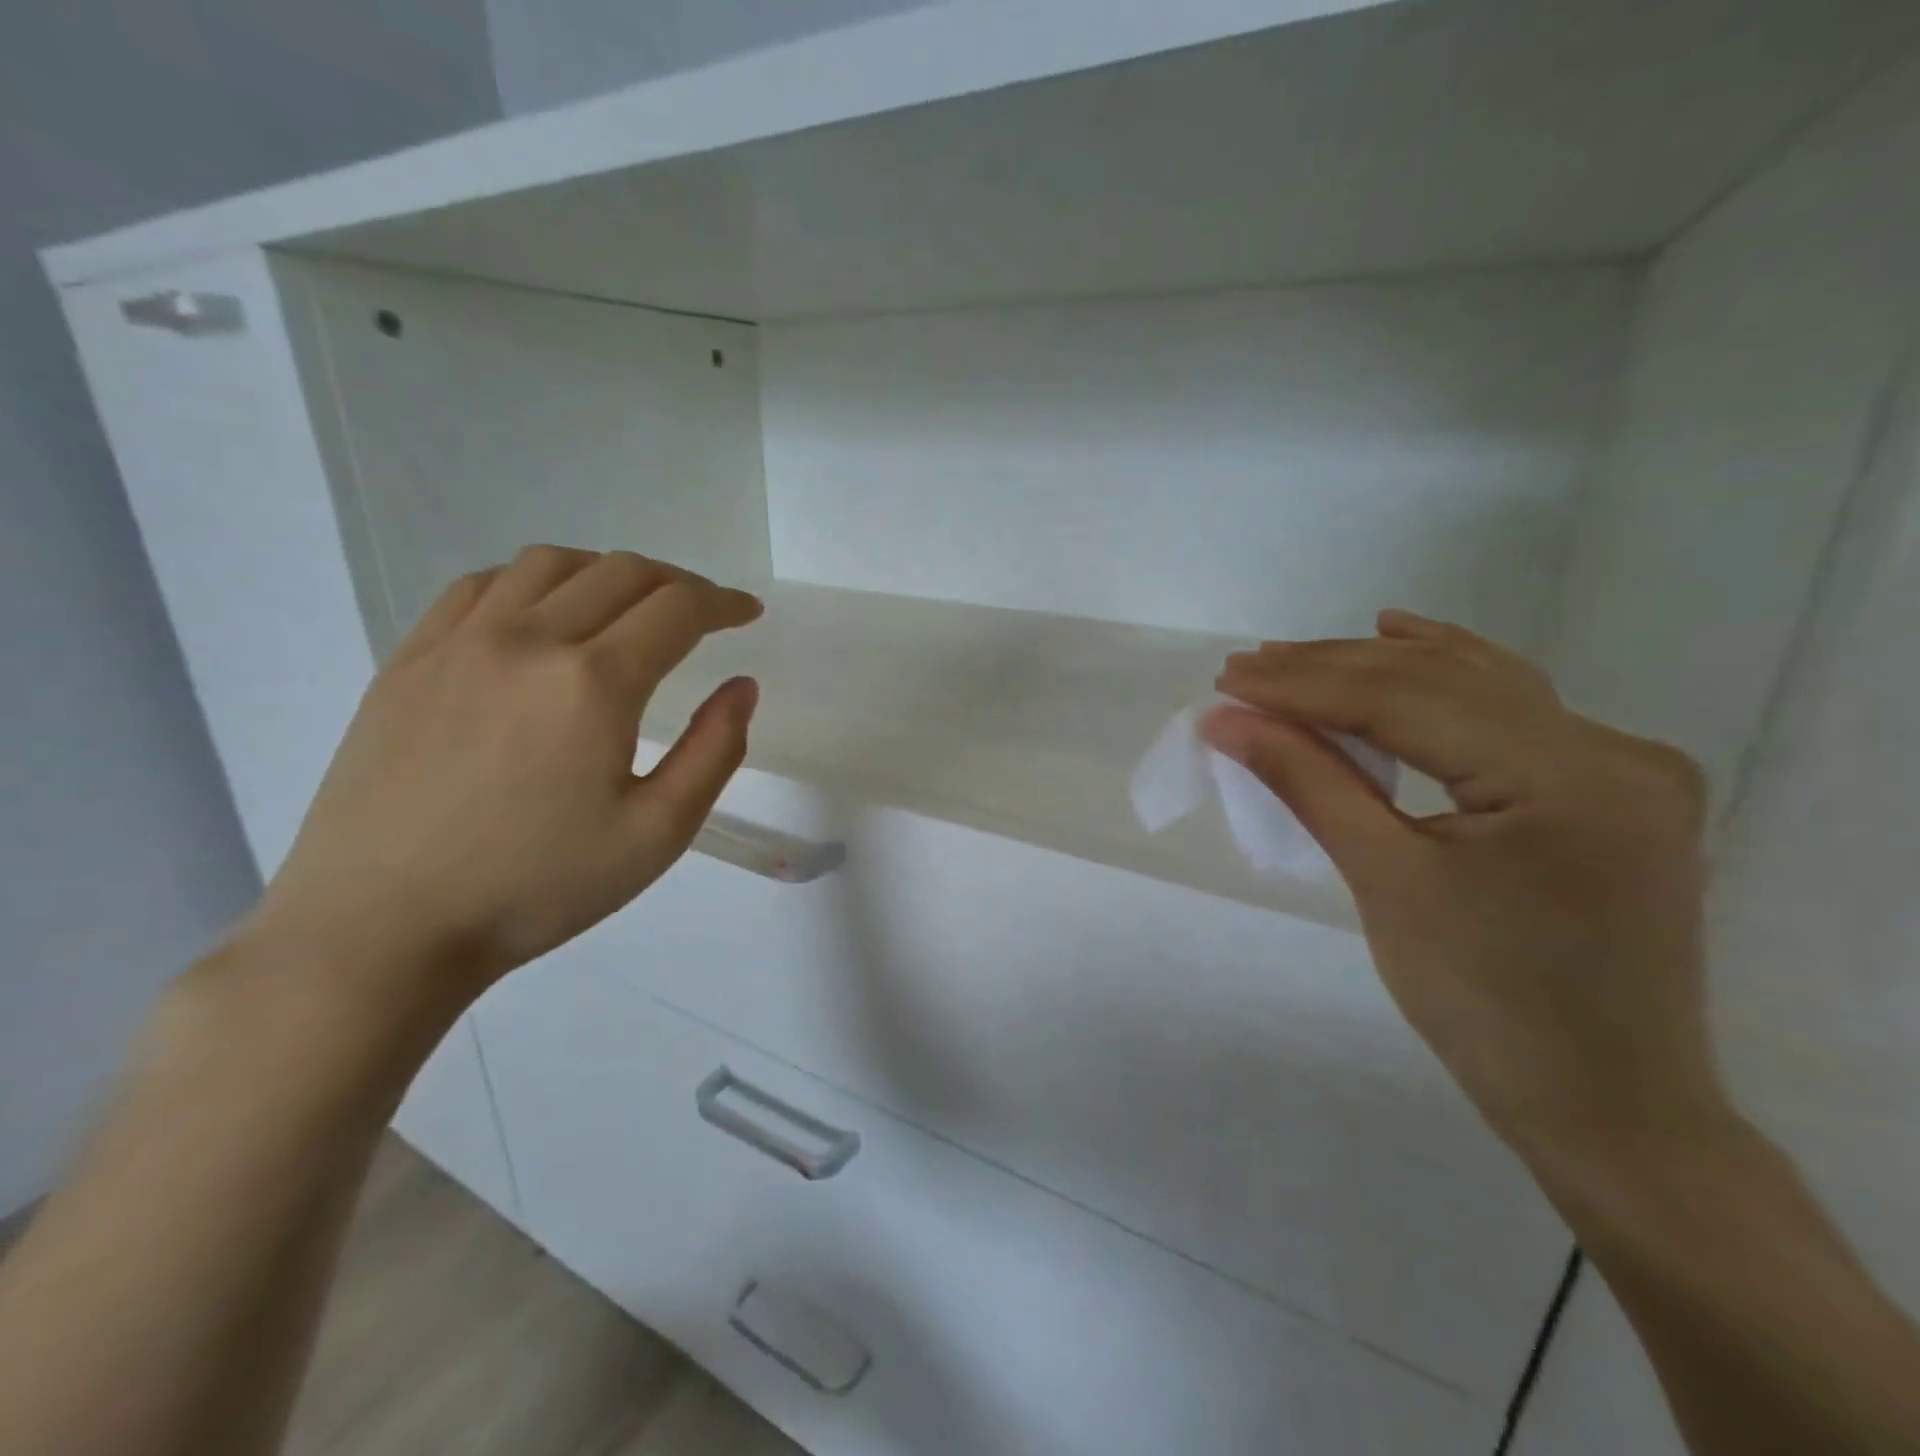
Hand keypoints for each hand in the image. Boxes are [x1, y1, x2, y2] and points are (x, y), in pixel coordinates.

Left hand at [243, 545, 760, 999]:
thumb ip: (714, 752)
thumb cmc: (536, 887)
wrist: (382, 927)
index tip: (746, 614)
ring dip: (608, 572)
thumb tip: (742, 686)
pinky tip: (544, 613)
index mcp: (594, 683)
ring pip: (550, 564)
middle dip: (678, 583)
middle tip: (703, 612)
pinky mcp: (409, 659)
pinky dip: (534, 580)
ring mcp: (459, 642)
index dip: (723, 603)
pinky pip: (481, 585)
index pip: (677, 609)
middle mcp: (528, 639)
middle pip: (621, 573)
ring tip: (630, 605)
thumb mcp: (657, 834)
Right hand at [1203, 610, 1724, 1158]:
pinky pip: (1514, 712)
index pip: (1407, 701)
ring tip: (1299, 657)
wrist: (1607, 1105)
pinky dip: (1445, 681)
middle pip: (1444, 680)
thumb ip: (1308, 782)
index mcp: (1568, 778)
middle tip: (1247, 665)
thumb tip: (1228, 721)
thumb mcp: (1384, 883)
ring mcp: (1625, 767)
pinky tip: (1406, 642)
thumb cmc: (1485, 1006)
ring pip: (1481, 685)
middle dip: (1333, 669)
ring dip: (1382, 666)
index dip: (1306, 684)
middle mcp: (1613, 751)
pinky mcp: (1613, 788)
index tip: (1230, 677)